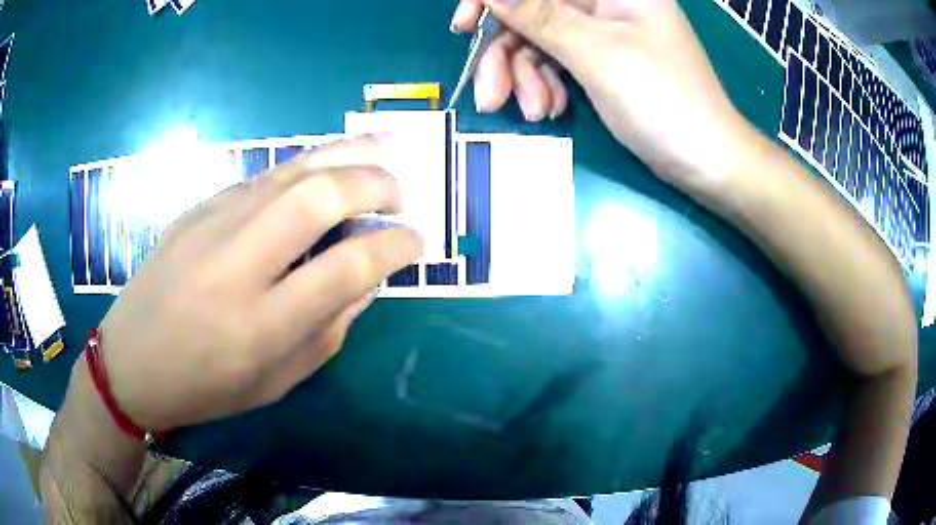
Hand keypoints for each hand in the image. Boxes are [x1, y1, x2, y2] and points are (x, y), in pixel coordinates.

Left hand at [95, 135, 422, 431]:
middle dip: (375, 183)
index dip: (394, 247)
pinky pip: (264, 177)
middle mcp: (236, 266)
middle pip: (319, 197)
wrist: (131, 360)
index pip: (346, 267)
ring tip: (386, 151)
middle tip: (401, 194)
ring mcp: (211, 226)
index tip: (415, 242)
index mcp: (260, 327)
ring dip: (349, 154)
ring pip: (291, 170)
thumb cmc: (205, 386)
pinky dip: (309, 165)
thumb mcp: (277, 381)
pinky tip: (329, 168)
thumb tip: (368, 276)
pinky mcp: (198, 207)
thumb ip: (329, 328)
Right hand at [451, 0, 754, 187]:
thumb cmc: (664, 101)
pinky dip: (548, 87)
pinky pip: (558, 63)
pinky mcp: (603, 61)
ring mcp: (603, 33)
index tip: (465, 27)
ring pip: (540, 41)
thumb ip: (540, 16)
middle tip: (490, 97)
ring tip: (536, 114)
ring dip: (526, 78)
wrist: (707, 161)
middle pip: (533, 13)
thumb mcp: (598, 54)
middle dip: (506, 54)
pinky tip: (554, 112)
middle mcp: (606, 3)